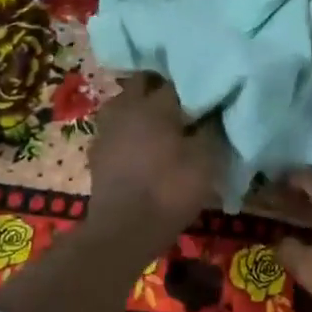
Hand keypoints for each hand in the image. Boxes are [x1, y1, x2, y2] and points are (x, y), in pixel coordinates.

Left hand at [85, 75, 227, 248]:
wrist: (123, 231)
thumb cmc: (169, 191)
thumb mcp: (205, 161)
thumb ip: (212, 129)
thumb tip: (214, 111)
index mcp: (155, 104)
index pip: (177, 81)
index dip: (193, 86)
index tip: (206, 94)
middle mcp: (127, 107)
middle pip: (143, 83)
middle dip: (160, 88)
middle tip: (181, 103)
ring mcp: (107, 128)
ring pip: (124, 102)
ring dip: (139, 106)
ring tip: (158, 123)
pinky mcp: (96, 151)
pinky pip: (114, 128)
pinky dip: (126, 130)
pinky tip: (138, 145)